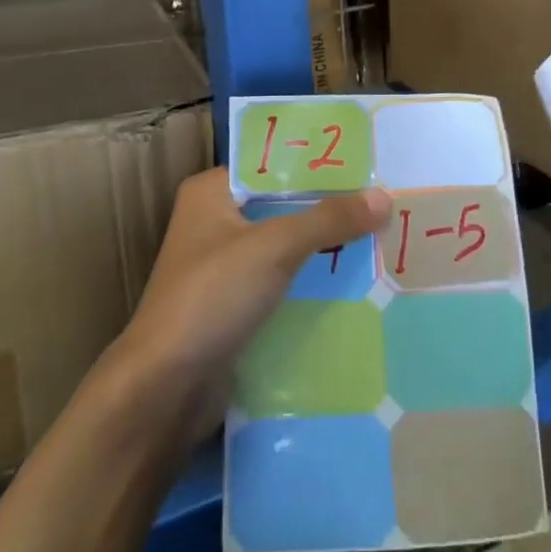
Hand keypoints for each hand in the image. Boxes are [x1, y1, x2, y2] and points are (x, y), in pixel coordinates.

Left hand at [102, 168, 387, 442]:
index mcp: (211, 191)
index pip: (273, 164)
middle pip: (282, 205)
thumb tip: (384, 196)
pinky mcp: (234, 306)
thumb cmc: (212, 296)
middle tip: (384, 201)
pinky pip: (282, 282)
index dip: (317, 163)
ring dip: (324, 246)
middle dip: (328, 207)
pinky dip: (311, 281)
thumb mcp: (274, 247)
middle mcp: (215, 221)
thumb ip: (328, 219)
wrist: (166, 389)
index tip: (367, 163)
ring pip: (285, 246)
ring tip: (382, 236)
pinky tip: (355, 281)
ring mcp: (223, 267)